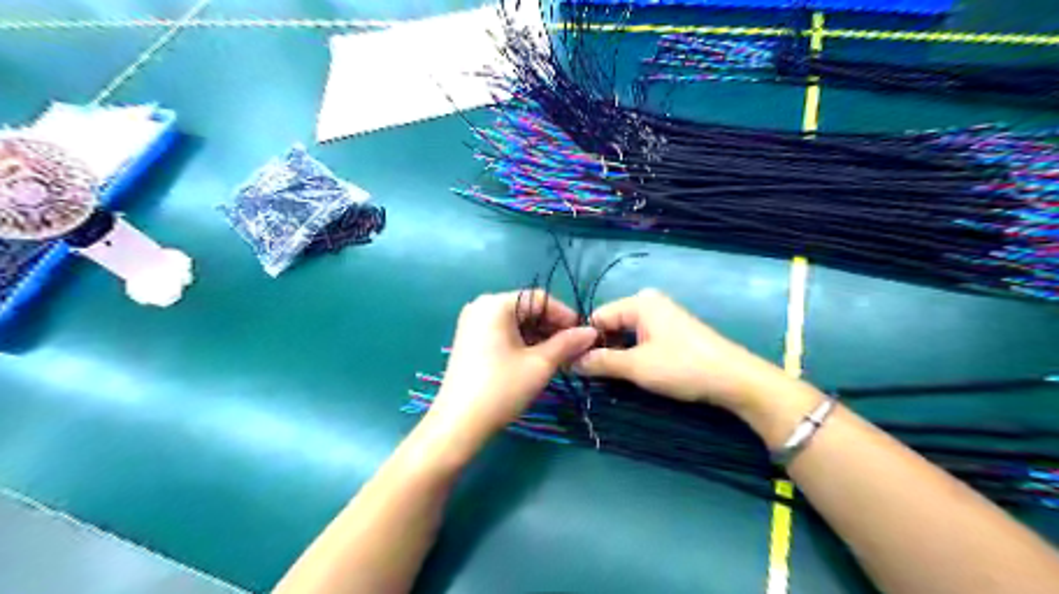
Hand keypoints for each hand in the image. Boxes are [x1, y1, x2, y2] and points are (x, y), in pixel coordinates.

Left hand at [428, 290, 594, 453]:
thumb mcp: (540, 364)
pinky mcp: (469, 341)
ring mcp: (473, 324)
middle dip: (552, 328)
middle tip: (574, 349)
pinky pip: (503, 333)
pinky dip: (522, 343)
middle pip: (527, 309)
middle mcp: (481, 306)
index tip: (584, 336)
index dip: (565, 316)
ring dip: (539, 337)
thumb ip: (568, 343)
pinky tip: (537, 360)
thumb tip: (592, 331)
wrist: (458, 424)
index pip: (540, 299)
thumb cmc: (502, 388)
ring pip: (516, 323)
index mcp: (496, 304)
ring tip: (559, 358)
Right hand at [577, 289, 788, 414]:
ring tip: (610, 378)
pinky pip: (641, 338)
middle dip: (601, 349)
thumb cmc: (682, 367)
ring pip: (625, 334)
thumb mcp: (636, 366)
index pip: (598, 317)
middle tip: (591, 377)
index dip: (585, 341)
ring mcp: (662, 316)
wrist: (734, 379)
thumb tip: (570, 362)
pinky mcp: (672, 331)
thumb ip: (601, 362)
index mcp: (639, 302)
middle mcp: (649, 303)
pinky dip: (633, 354)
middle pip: (611, 324)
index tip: (574, 366)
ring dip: (617, 355)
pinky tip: (632, 372)